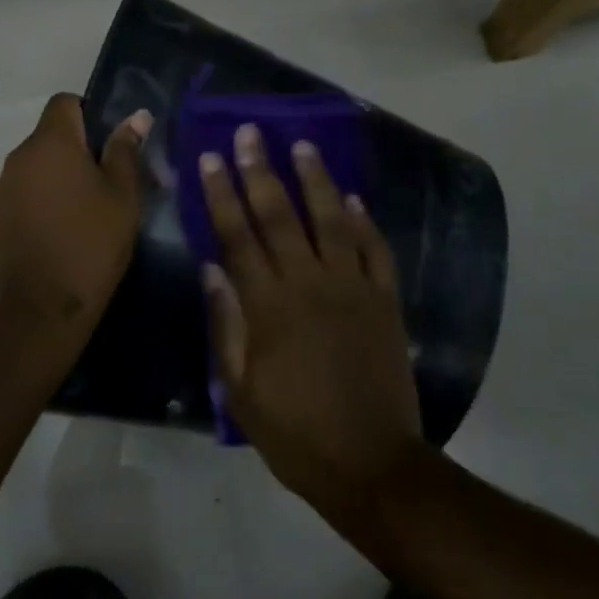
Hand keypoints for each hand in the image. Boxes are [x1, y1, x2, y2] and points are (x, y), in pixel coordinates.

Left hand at [0, 94, 150, 334]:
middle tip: (108, 182)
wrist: (42, 308)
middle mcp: (19, 155)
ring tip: (85, 210)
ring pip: (37, 165)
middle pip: (50, 134)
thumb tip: (135, 116)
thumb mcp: (123, 196)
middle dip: (78, 149)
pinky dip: (42, 198)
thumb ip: (126, 150)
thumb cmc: (92, 243)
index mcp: (51, 142)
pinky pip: (23, 190)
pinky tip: (60, 229)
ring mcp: (2, 186)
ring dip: (59, 175)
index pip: (64, 102)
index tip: (110, 145)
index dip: (89, 113)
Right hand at [201, 125, 422, 525]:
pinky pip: (376, 253)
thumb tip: (212, 269)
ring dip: (316, 181)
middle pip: (281, 216)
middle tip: (250, 132)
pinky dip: (366, 223)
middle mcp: (310, 285)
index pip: (238, 237)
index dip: (223, 195)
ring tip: (302, 145)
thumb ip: (226, 326)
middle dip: (261, 171)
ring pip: (332, 222)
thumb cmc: (296, 433)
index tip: (212, 158)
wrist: (373, 467)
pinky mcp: (386, 303)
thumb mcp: (241, 391)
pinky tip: (354, 198)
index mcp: (269, 307)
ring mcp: (353, 290)